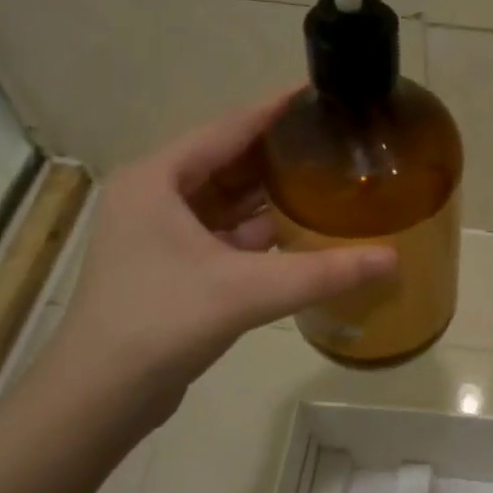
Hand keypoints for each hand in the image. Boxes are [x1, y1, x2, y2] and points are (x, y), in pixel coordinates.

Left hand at [38, 90, 396, 428]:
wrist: (99, 398)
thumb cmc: (160, 323)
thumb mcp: (245, 291)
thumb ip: (322, 272)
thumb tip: (393, 258)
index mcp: (157, 178)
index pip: (229, 127)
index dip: (276, 109)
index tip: (321, 94)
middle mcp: (155, 194)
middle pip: (229, 160)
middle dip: (281, 152)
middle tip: (337, 141)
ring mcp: (162, 231)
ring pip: (229, 198)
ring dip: (272, 192)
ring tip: (329, 178)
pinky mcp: (173, 263)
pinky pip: (226, 231)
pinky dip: (261, 228)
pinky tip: (303, 228)